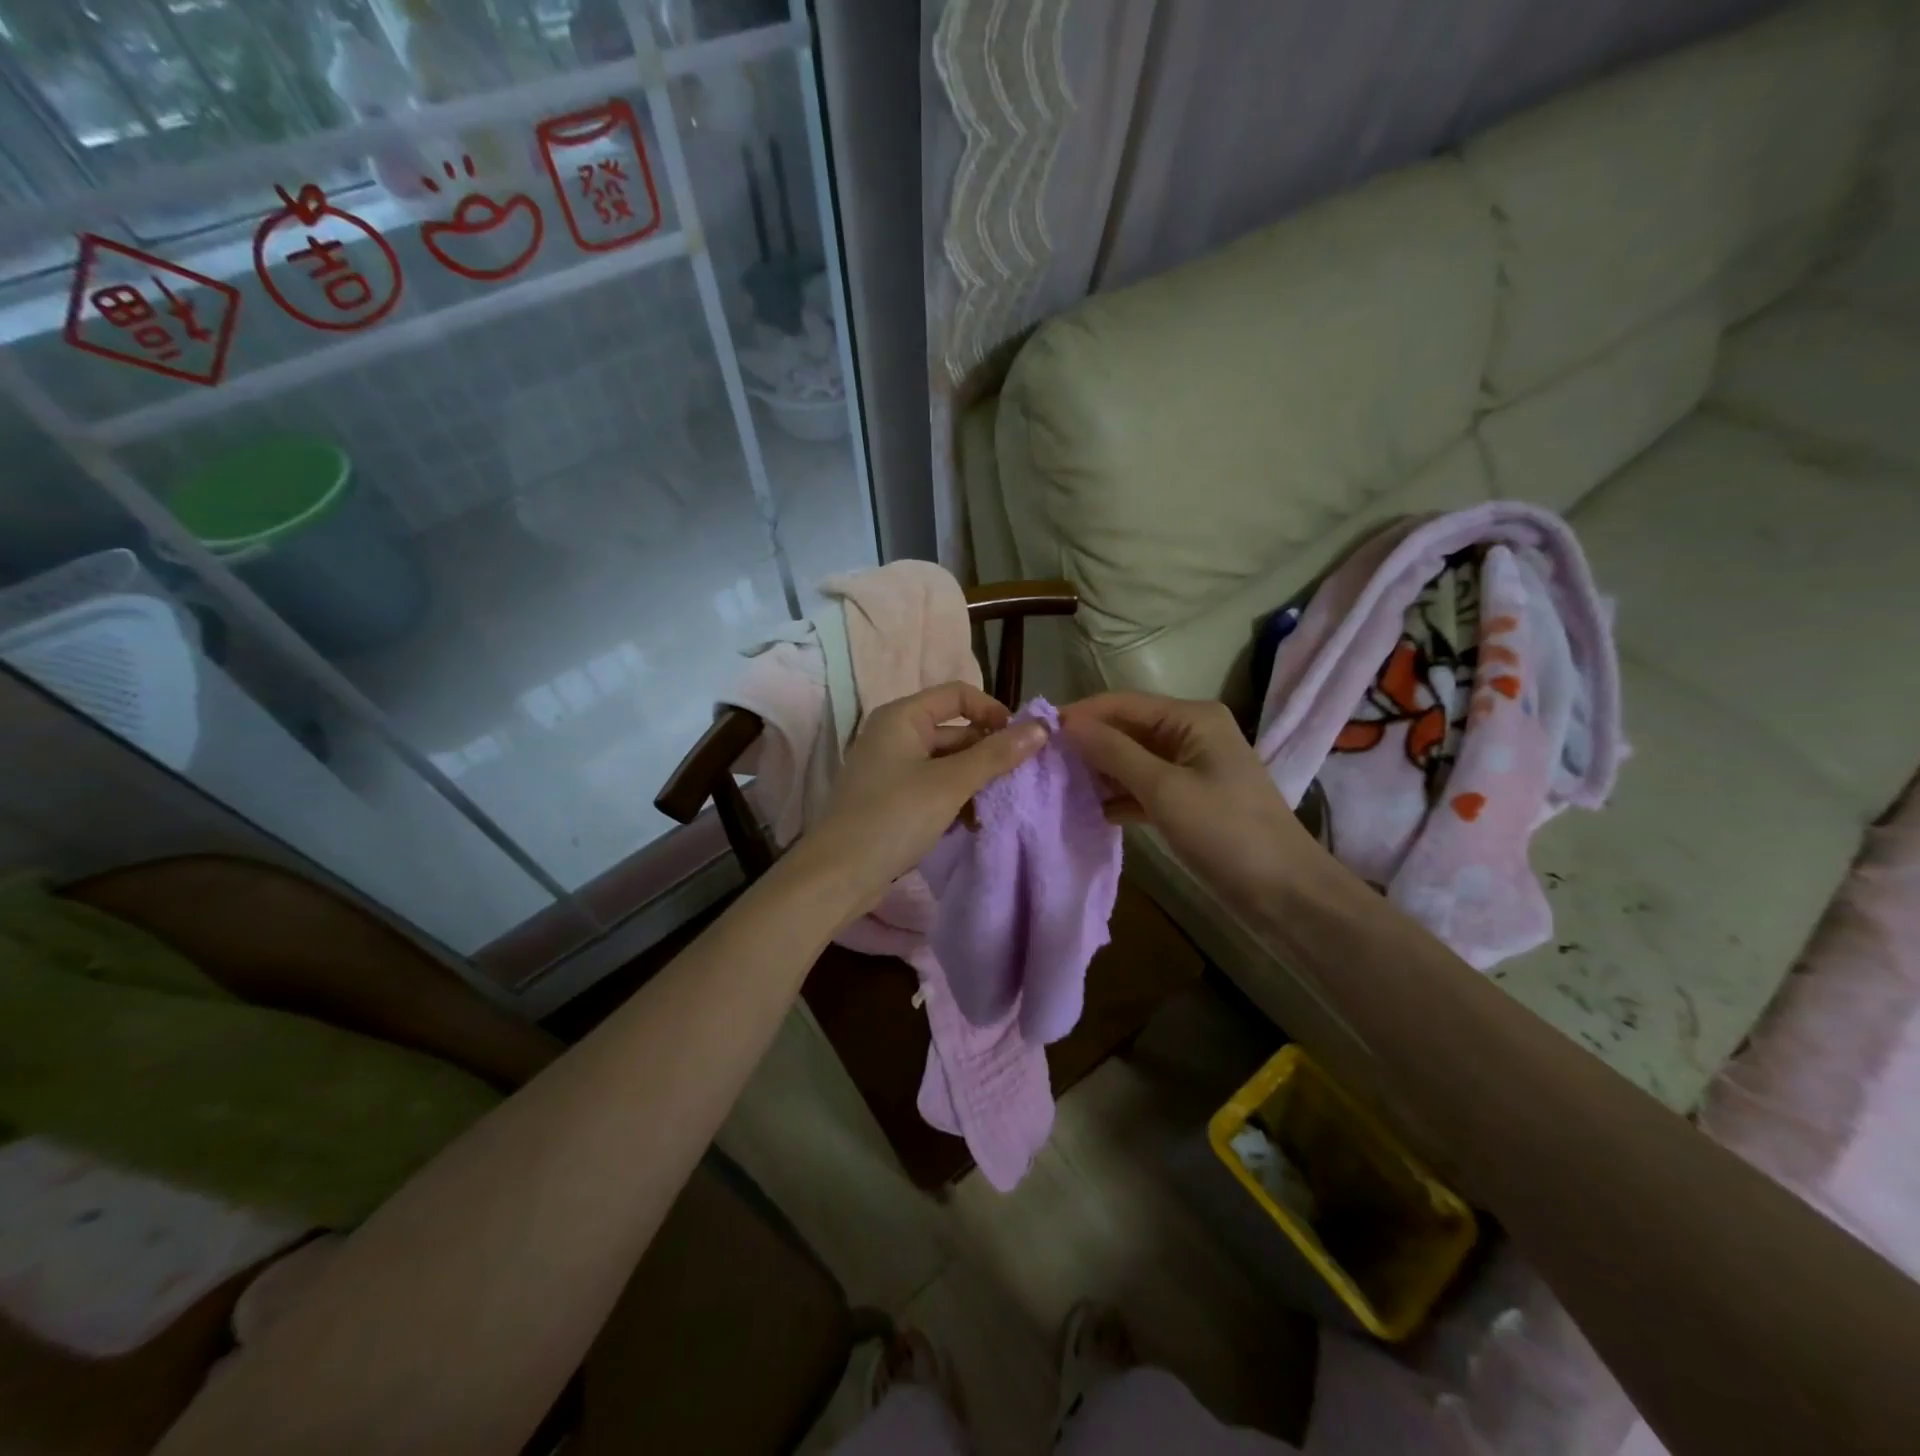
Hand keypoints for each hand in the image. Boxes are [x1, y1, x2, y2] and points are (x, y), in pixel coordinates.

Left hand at [798, 682, 1046, 913]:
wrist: (837, 874)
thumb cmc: (894, 817)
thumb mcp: (950, 784)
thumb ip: (996, 755)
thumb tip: (1040, 727)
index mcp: (903, 717)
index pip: (958, 694)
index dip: (992, 711)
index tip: (1020, 742)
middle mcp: (895, 735)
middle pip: (955, 731)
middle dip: (987, 754)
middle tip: (1017, 782)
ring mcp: (892, 768)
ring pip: (947, 763)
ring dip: (974, 782)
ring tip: (994, 809)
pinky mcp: (892, 799)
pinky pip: (933, 788)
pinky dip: (954, 800)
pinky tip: (971, 825)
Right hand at [1058, 692, 1319, 918]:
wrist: (1284, 890)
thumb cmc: (1225, 831)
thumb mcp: (1164, 789)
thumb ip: (1114, 753)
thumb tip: (1067, 724)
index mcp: (1192, 717)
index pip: (1123, 704)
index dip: (1080, 715)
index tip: (1036, 732)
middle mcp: (1191, 732)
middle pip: (1127, 729)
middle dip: (1088, 744)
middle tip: (1041, 762)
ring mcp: (1191, 766)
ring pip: (1133, 759)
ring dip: (1100, 771)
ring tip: (1057, 784)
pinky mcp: (1189, 797)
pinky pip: (1144, 785)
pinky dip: (1119, 795)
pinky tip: (1090, 809)